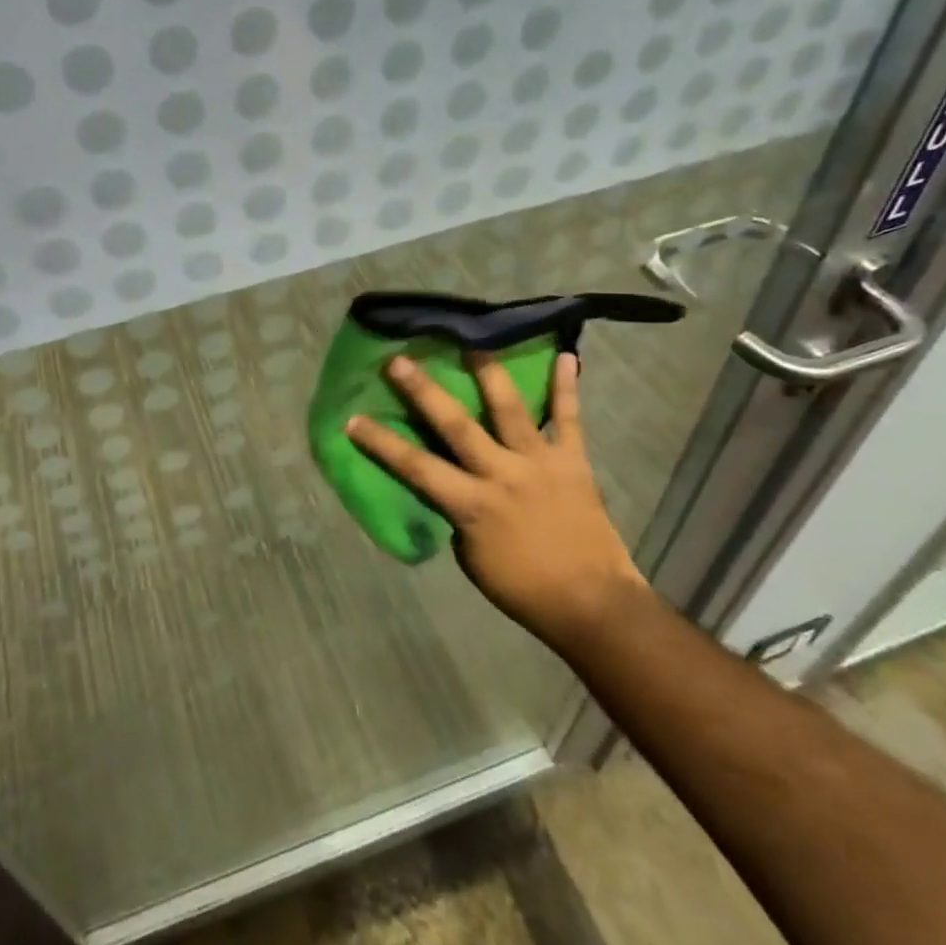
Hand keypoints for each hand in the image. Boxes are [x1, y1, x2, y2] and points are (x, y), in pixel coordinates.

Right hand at [346, 353, 647, 646]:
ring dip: (489, 372)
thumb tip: (452, 479)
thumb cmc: (523, 588)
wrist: (592, 604)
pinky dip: (567, 388)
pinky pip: (569, 419)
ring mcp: (539, 462)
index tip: (353, 419)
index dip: (381, 443)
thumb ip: (458, 512)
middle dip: (425, 391)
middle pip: (456, 425)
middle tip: (400, 360)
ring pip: (510, 409)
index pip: (415, 467)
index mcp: (472, 505)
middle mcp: (501, 474)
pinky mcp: (573, 461)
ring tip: (474, 340)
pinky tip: (567, 356)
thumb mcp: (472, 557)